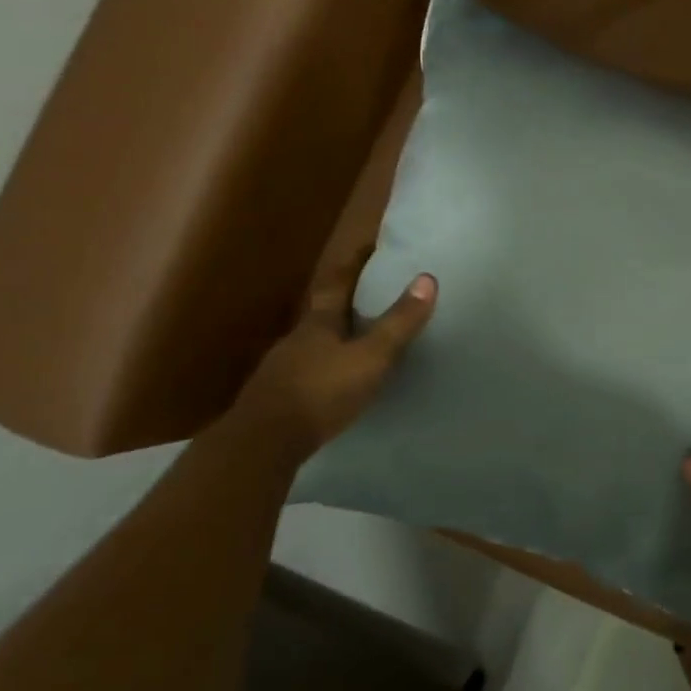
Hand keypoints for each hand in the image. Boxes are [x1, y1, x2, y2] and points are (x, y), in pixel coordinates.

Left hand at [227, 246, 436, 464]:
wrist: (262, 444)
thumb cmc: (320, 391)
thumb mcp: (370, 357)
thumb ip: (398, 322)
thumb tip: (427, 277)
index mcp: (319, 323)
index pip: (337, 283)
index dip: (353, 263)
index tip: (369, 246)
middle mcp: (298, 339)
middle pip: (324, 312)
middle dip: (346, 301)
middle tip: (373, 294)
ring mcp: (284, 369)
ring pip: (315, 343)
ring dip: (337, 337)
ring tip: (361, 340)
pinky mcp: (279, 398)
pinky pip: (310, 372)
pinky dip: (327, 368)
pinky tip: (338, 381)